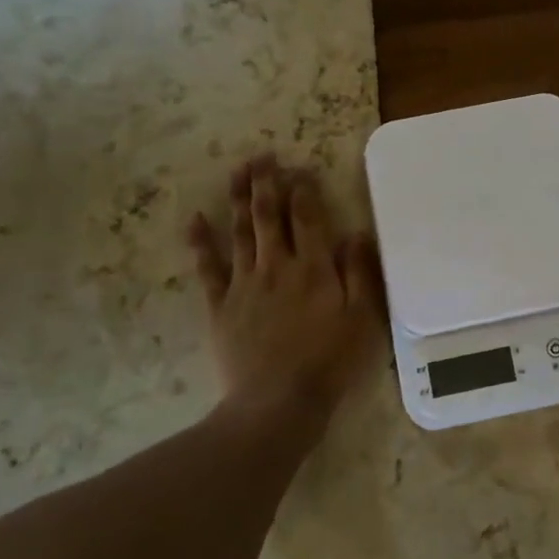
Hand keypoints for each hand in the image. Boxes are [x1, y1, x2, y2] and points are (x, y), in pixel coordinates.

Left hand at [188, 155, 384, 445]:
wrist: (278, 402)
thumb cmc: (329, 362)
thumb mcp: (363, 319)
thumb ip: (361, 273)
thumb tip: (357, 233)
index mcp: (313, 268)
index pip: (308, 217)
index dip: (304, 189)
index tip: (301, 167)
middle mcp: (277, 266)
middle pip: (270, 216)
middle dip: (267, 183)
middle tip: (262, 156)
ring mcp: (245, 284)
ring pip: (241, 232)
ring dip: (239, 199)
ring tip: (237, 171)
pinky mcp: (221, 306)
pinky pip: (208, 268)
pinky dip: (201, 242)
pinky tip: (195, 219)